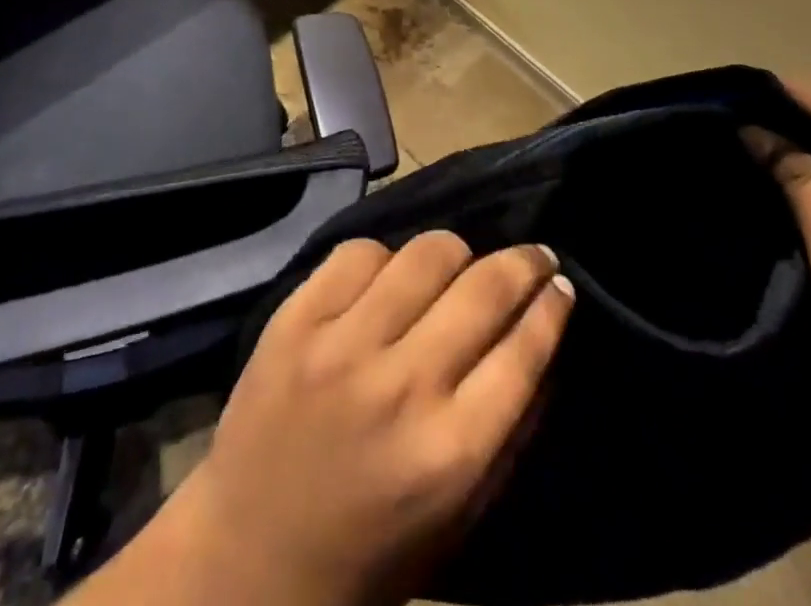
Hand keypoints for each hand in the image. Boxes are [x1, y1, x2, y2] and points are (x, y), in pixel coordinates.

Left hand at [98, 233, 572, 605]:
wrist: (248, 557)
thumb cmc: (368, 552)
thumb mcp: (458, 517)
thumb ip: (508, 433)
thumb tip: (542, 343)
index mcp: (451, 451)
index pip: (523, 350)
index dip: (552, 306)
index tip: (562, 284)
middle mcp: (402, 386)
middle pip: (482, 288)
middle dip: (522, 262)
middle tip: (533, 253)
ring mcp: (342, 344)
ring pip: (424, 253)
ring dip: (455, 252)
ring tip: (459, 262)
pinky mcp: (295, 318)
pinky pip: (358, 252)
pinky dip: (385, 258)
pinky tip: (389, 276)